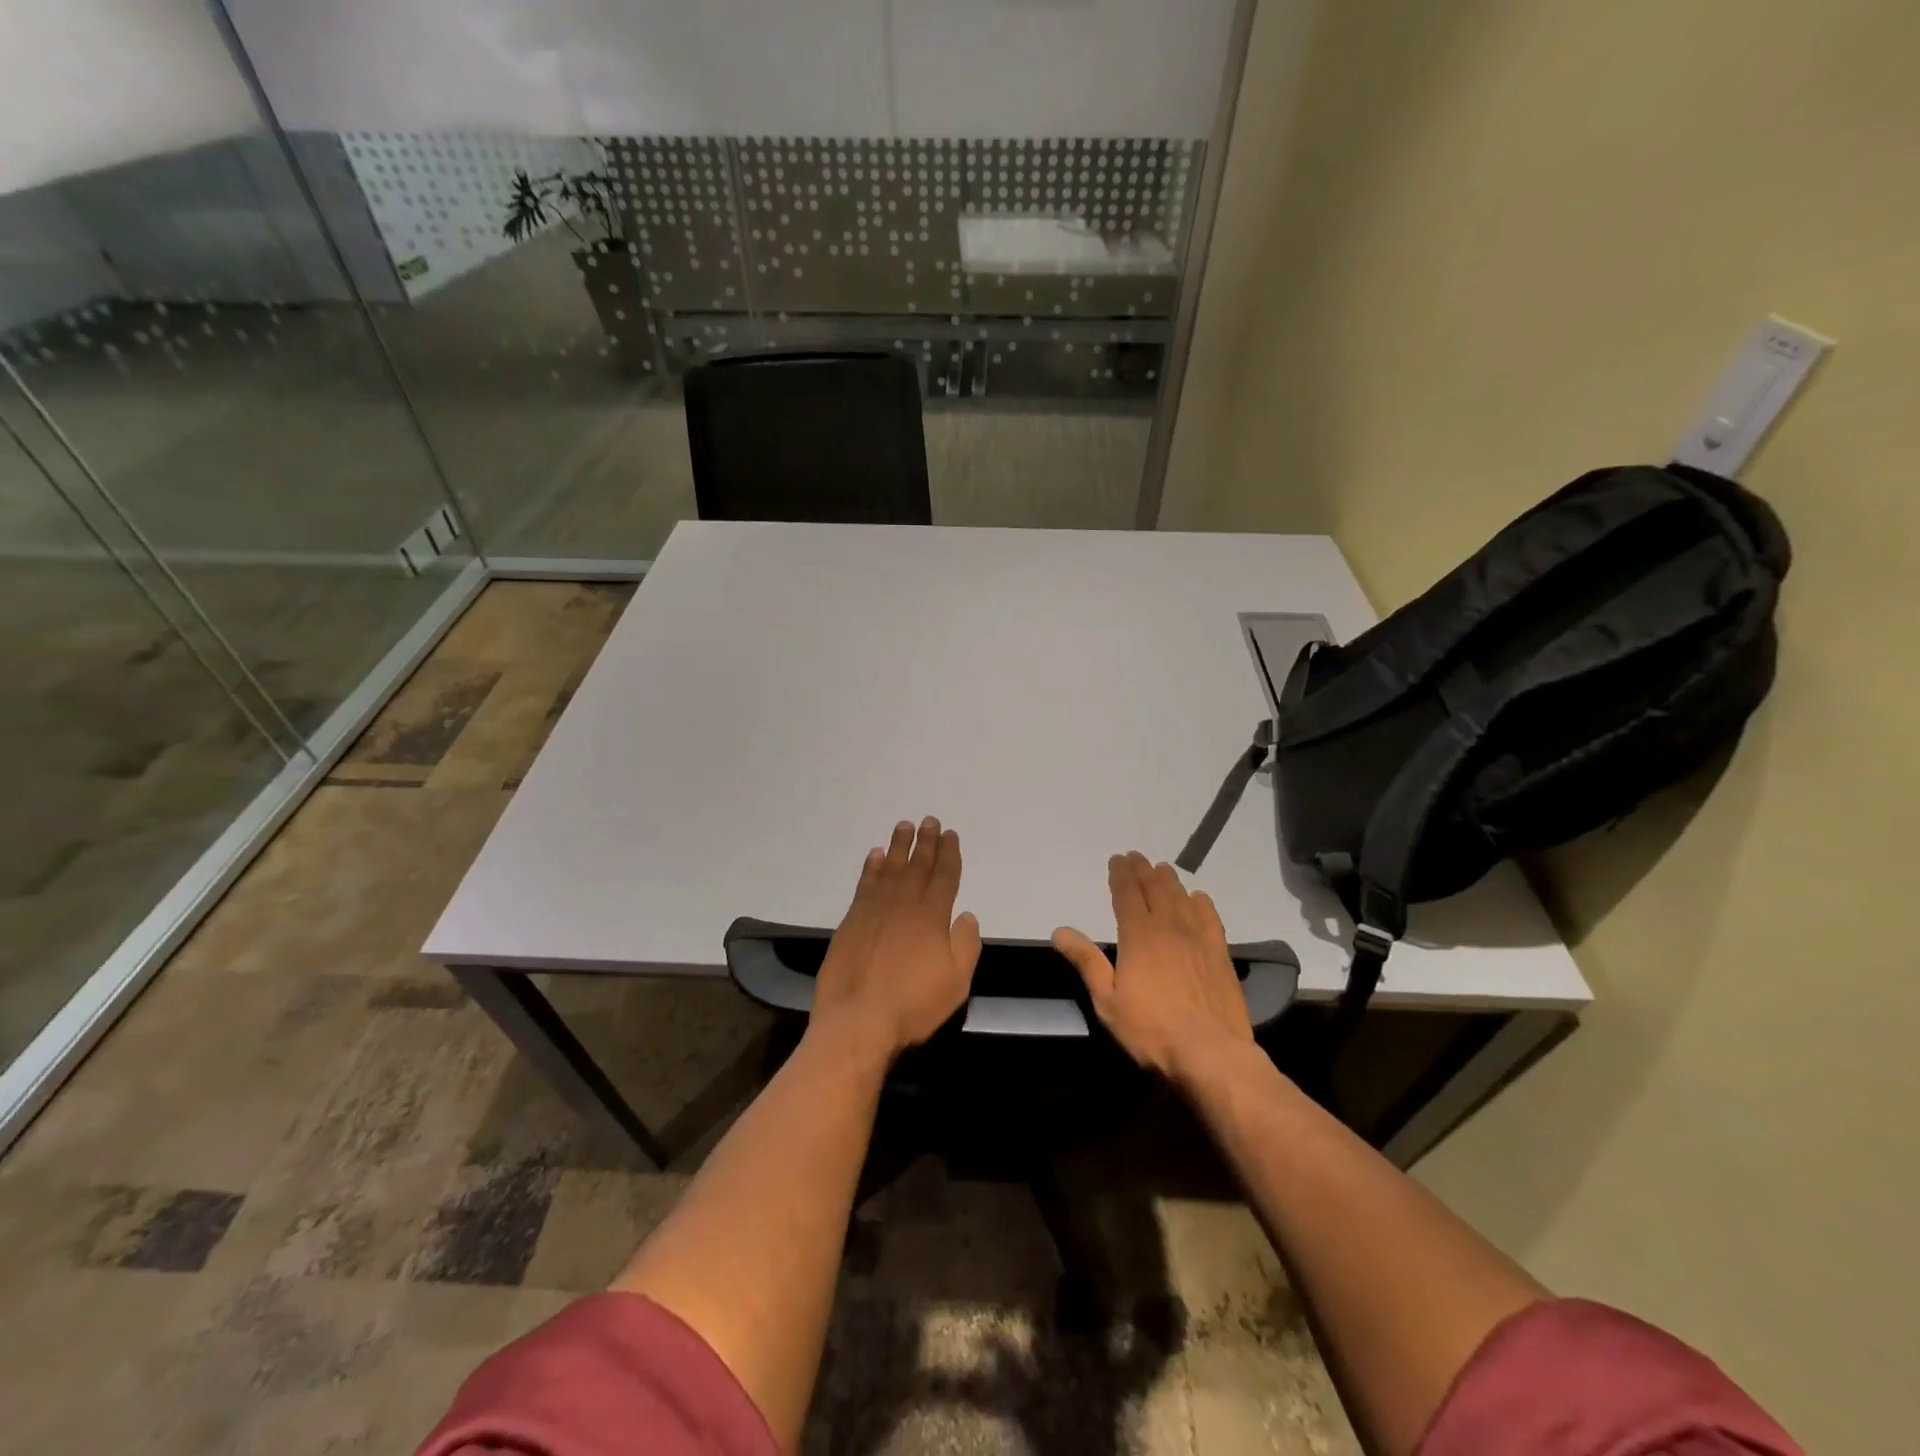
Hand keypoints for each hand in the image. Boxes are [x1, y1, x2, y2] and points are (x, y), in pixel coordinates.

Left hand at [811, 817, 981, 1060]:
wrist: (857, 1021)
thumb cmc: (913, 1006)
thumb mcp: (956, 983)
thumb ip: (965, 946)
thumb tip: (967, 916)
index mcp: (932, 916)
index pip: (945, 876)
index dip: (949, 854)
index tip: (951, 834)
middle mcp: (903, 904)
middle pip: (918, 865)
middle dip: (926, 842)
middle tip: (930, 820)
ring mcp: (874, 909)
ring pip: (890, 868)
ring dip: (899, 845)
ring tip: (904, 826)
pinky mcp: (851, 920)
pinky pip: (865, 883)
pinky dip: (872, 867)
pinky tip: (876, 856)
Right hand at [1053, 851, 1252, 1082]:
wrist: (1210, 1051)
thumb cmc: (1150, 1029)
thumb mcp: (1107, 999)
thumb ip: (1086, 961)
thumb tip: (1059, 931)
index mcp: (1138, 935)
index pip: (1127, 894)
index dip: (1121, 875)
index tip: (1117, 859)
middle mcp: (1169, 928)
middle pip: (1155, 889)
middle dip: (1143, 871)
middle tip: (1137, 857)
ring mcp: (1198, 939)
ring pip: (1182, 899)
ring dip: (1170, 881)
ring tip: (1163, 869)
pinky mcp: (1220, 954)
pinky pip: (1210, 918)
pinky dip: (1202, 904)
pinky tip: (1198, 898)